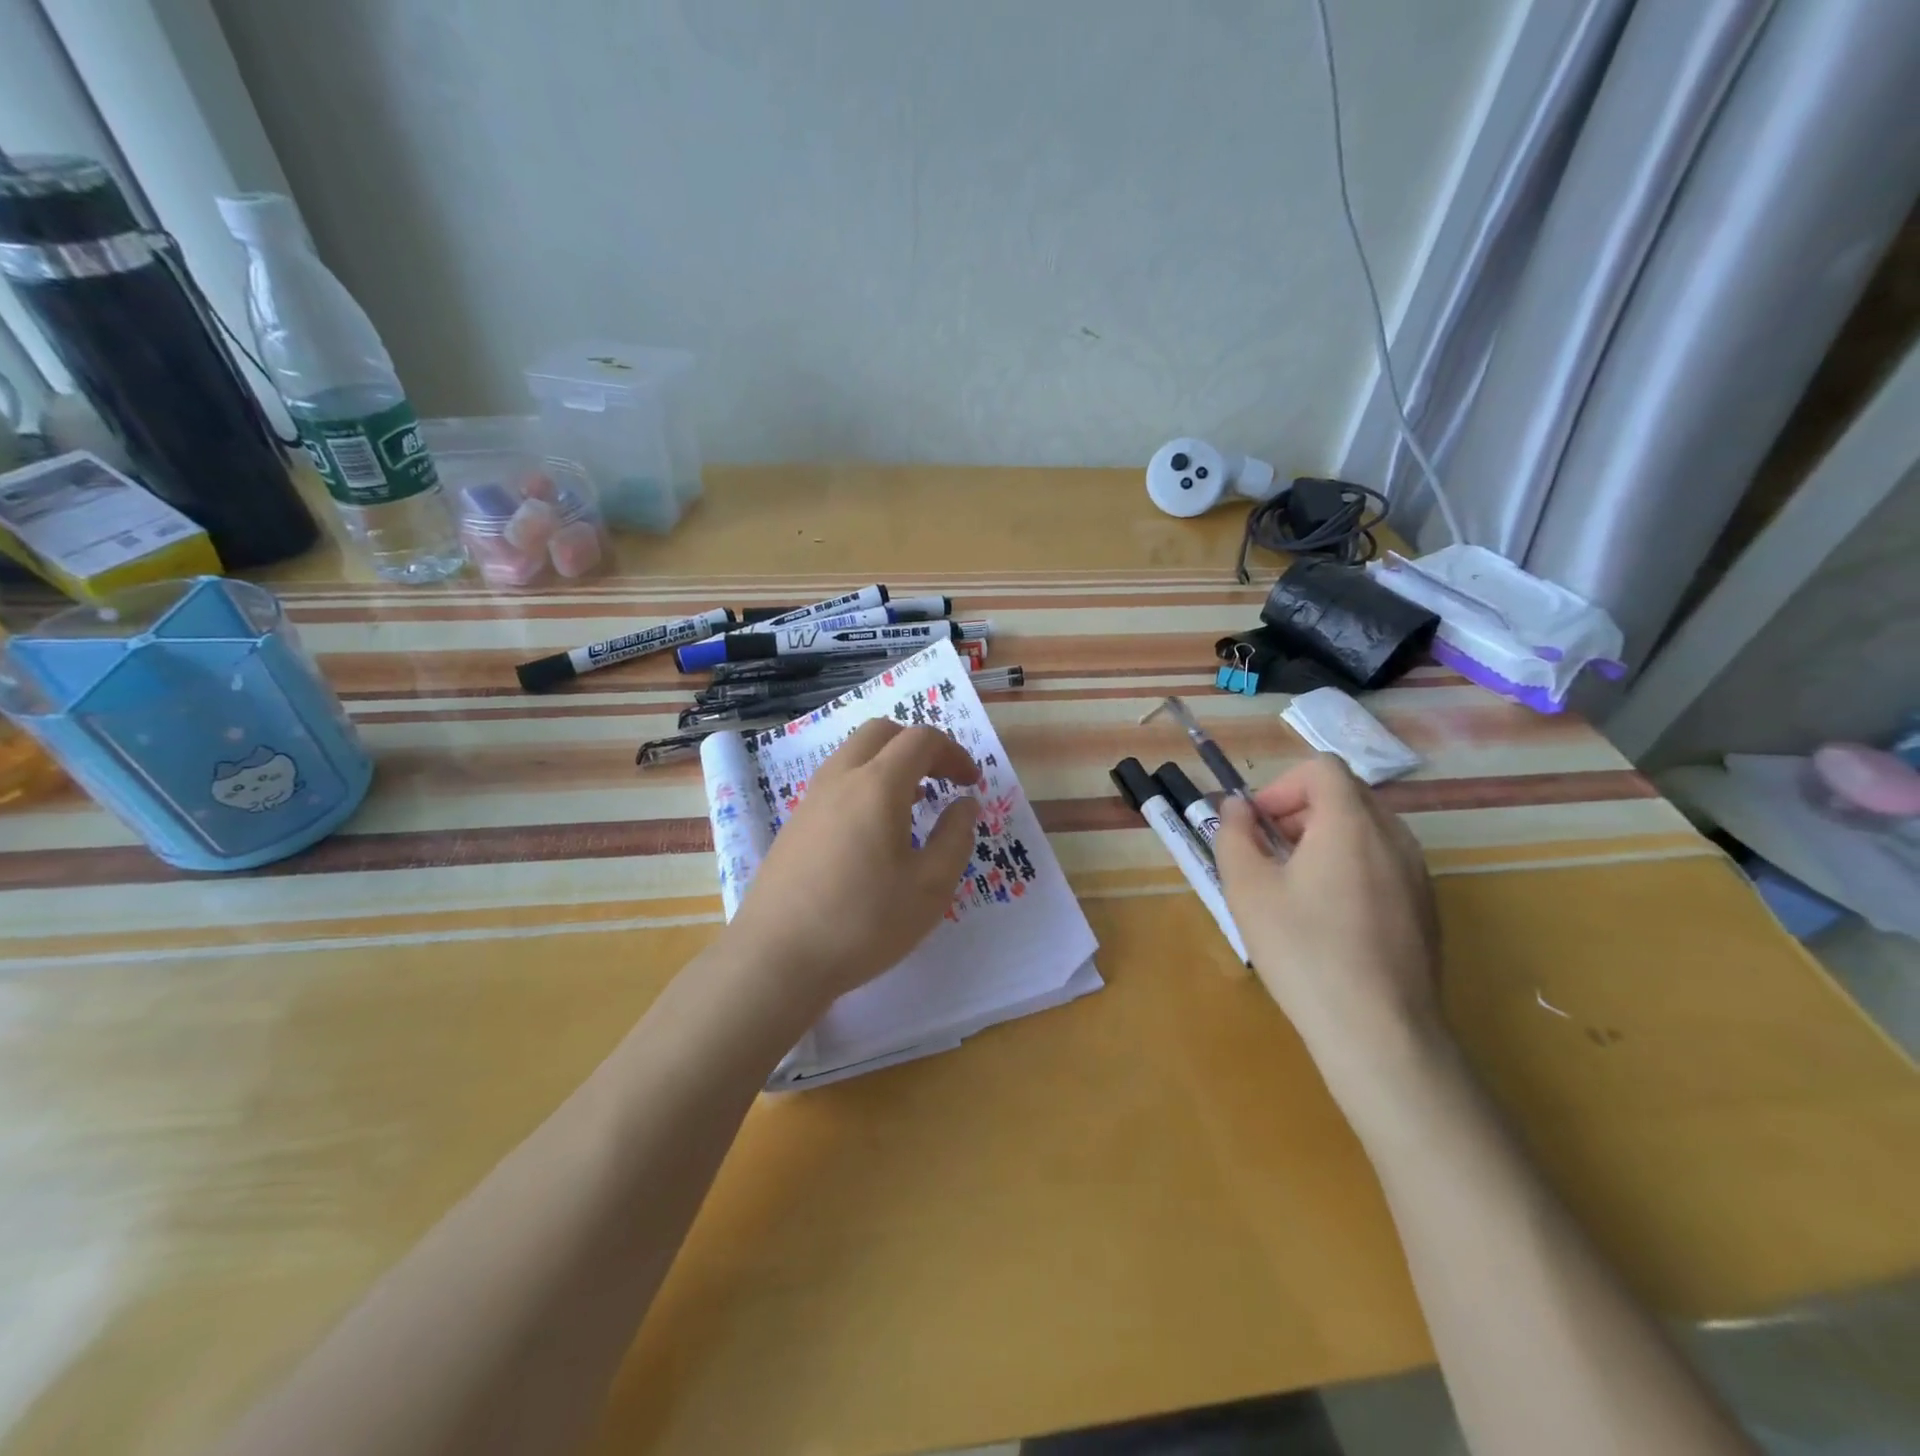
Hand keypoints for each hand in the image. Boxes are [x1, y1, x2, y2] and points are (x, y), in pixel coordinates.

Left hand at [727, 720, 980, 1017]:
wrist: (776, 958)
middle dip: (919, 745)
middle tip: (942, 780)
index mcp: (877, 785)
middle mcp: (840, 778)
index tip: (971, 784)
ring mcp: (811, 799)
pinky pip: (836, 781)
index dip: (954, 753)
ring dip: (889, 763)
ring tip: (913, 803)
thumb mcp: (930, 887)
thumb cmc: (863, 922)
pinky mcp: (795, 824)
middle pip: (881, 732)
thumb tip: (965, 804)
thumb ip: (956, 837)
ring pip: (854, 753)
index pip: (921, 739)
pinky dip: (865, 783)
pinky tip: (874, 830)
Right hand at [1213, 754, 1446, 1121]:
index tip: (1257, 825)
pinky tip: (1328, 919)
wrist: (1379, 1033)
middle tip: (1266, 854)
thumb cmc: (1304, 951)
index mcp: (1351, 823)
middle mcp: (1394, 837)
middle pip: (1344, 796)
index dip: (1281, 785)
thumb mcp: (1247, 889)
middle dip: (1298, 812)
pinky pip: (1382, 863)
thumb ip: (1234, 834)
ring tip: (1292, 887)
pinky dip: (1349, 867)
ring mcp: (1417, 874)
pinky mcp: (1426, 908)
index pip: (1322, 768)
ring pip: (1365, 830)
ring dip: (1322, 839)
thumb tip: (1237, 808)